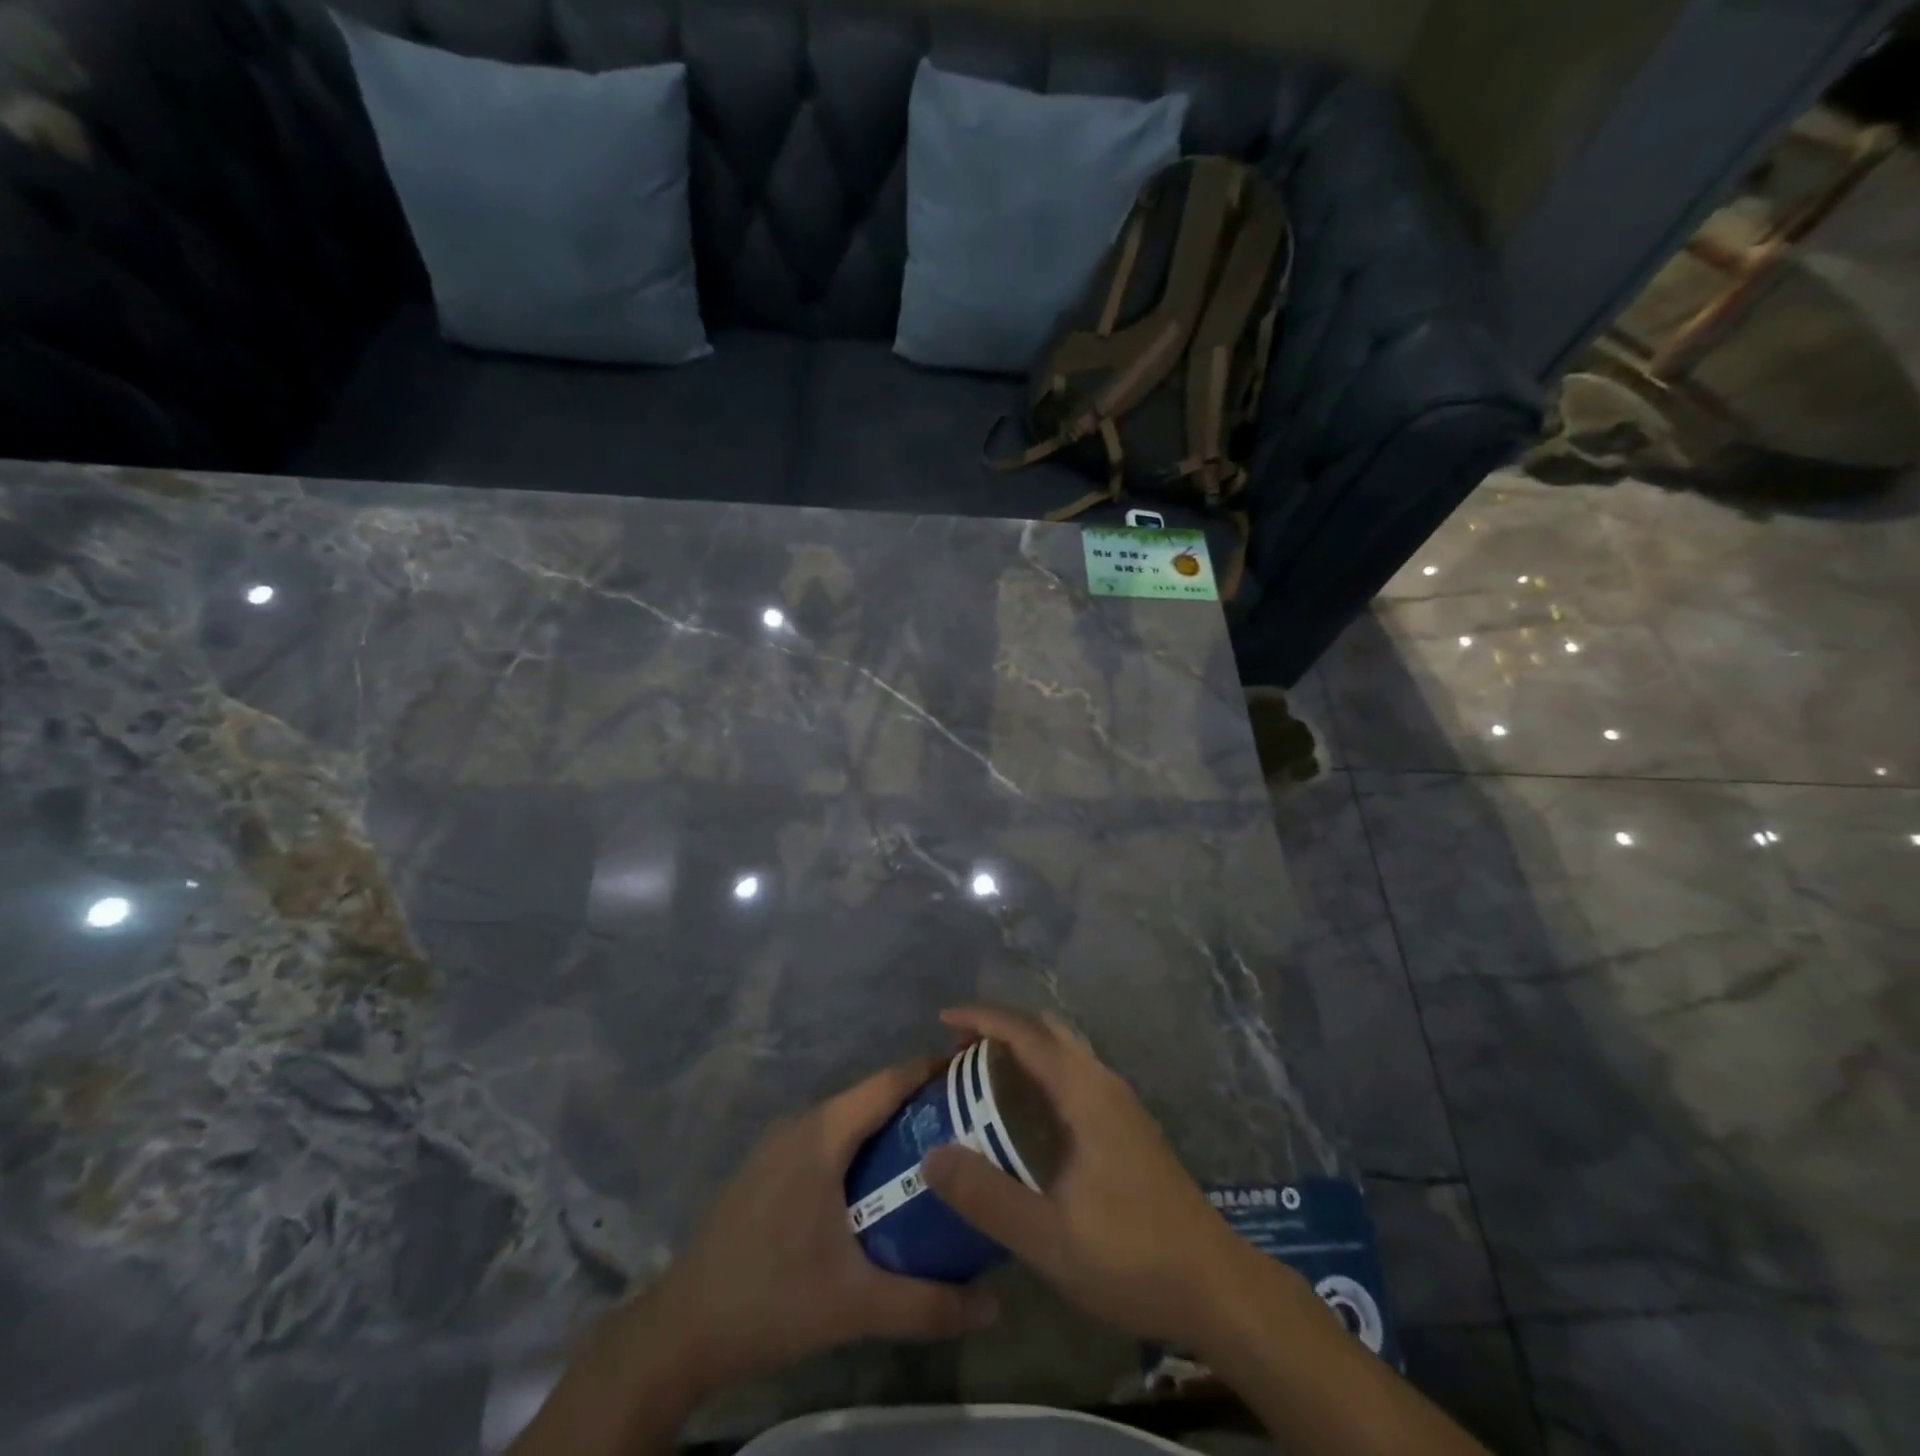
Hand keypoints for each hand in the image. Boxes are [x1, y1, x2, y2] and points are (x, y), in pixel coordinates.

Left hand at [652, 1058, 999, 1390]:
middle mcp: (801, 1124)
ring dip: (886, 1127)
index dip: (931, 1070)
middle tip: (965, 1123)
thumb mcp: (857, 1305)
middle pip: (870, 1097)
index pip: (888, 1082)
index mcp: (823, 1135)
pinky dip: (857, 1146)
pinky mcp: (765, 1168)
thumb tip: (994, 1305)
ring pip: (845, 1119)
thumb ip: (928, 1304)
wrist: (682, 1329)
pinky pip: (824, 1139)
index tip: (973, 1074)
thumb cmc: (772, 1299)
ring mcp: (777, 1144)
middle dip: (917, 1103)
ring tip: (931, 1152)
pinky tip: (875, 1184)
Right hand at [922, 1006, 1254, 1347]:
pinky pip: (1074, 1076)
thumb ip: (986, 1195)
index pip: (1026, 1033)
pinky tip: (1025, 1118)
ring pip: (1064, 1053)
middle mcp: (1103, 1083)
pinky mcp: (1128, 1127)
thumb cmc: (1131, 1257)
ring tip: (981, 1080)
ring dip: (1022, 1051)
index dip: (982, 1018)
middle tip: (957, 1053)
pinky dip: (1040, 1074)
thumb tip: (931, 1155)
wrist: (1216, 1286)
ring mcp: (1120, 1104)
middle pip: (1046, 1031)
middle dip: (1000, 1029)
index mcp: (1084, 1092)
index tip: (942, 1019)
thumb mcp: (1048, 1236)